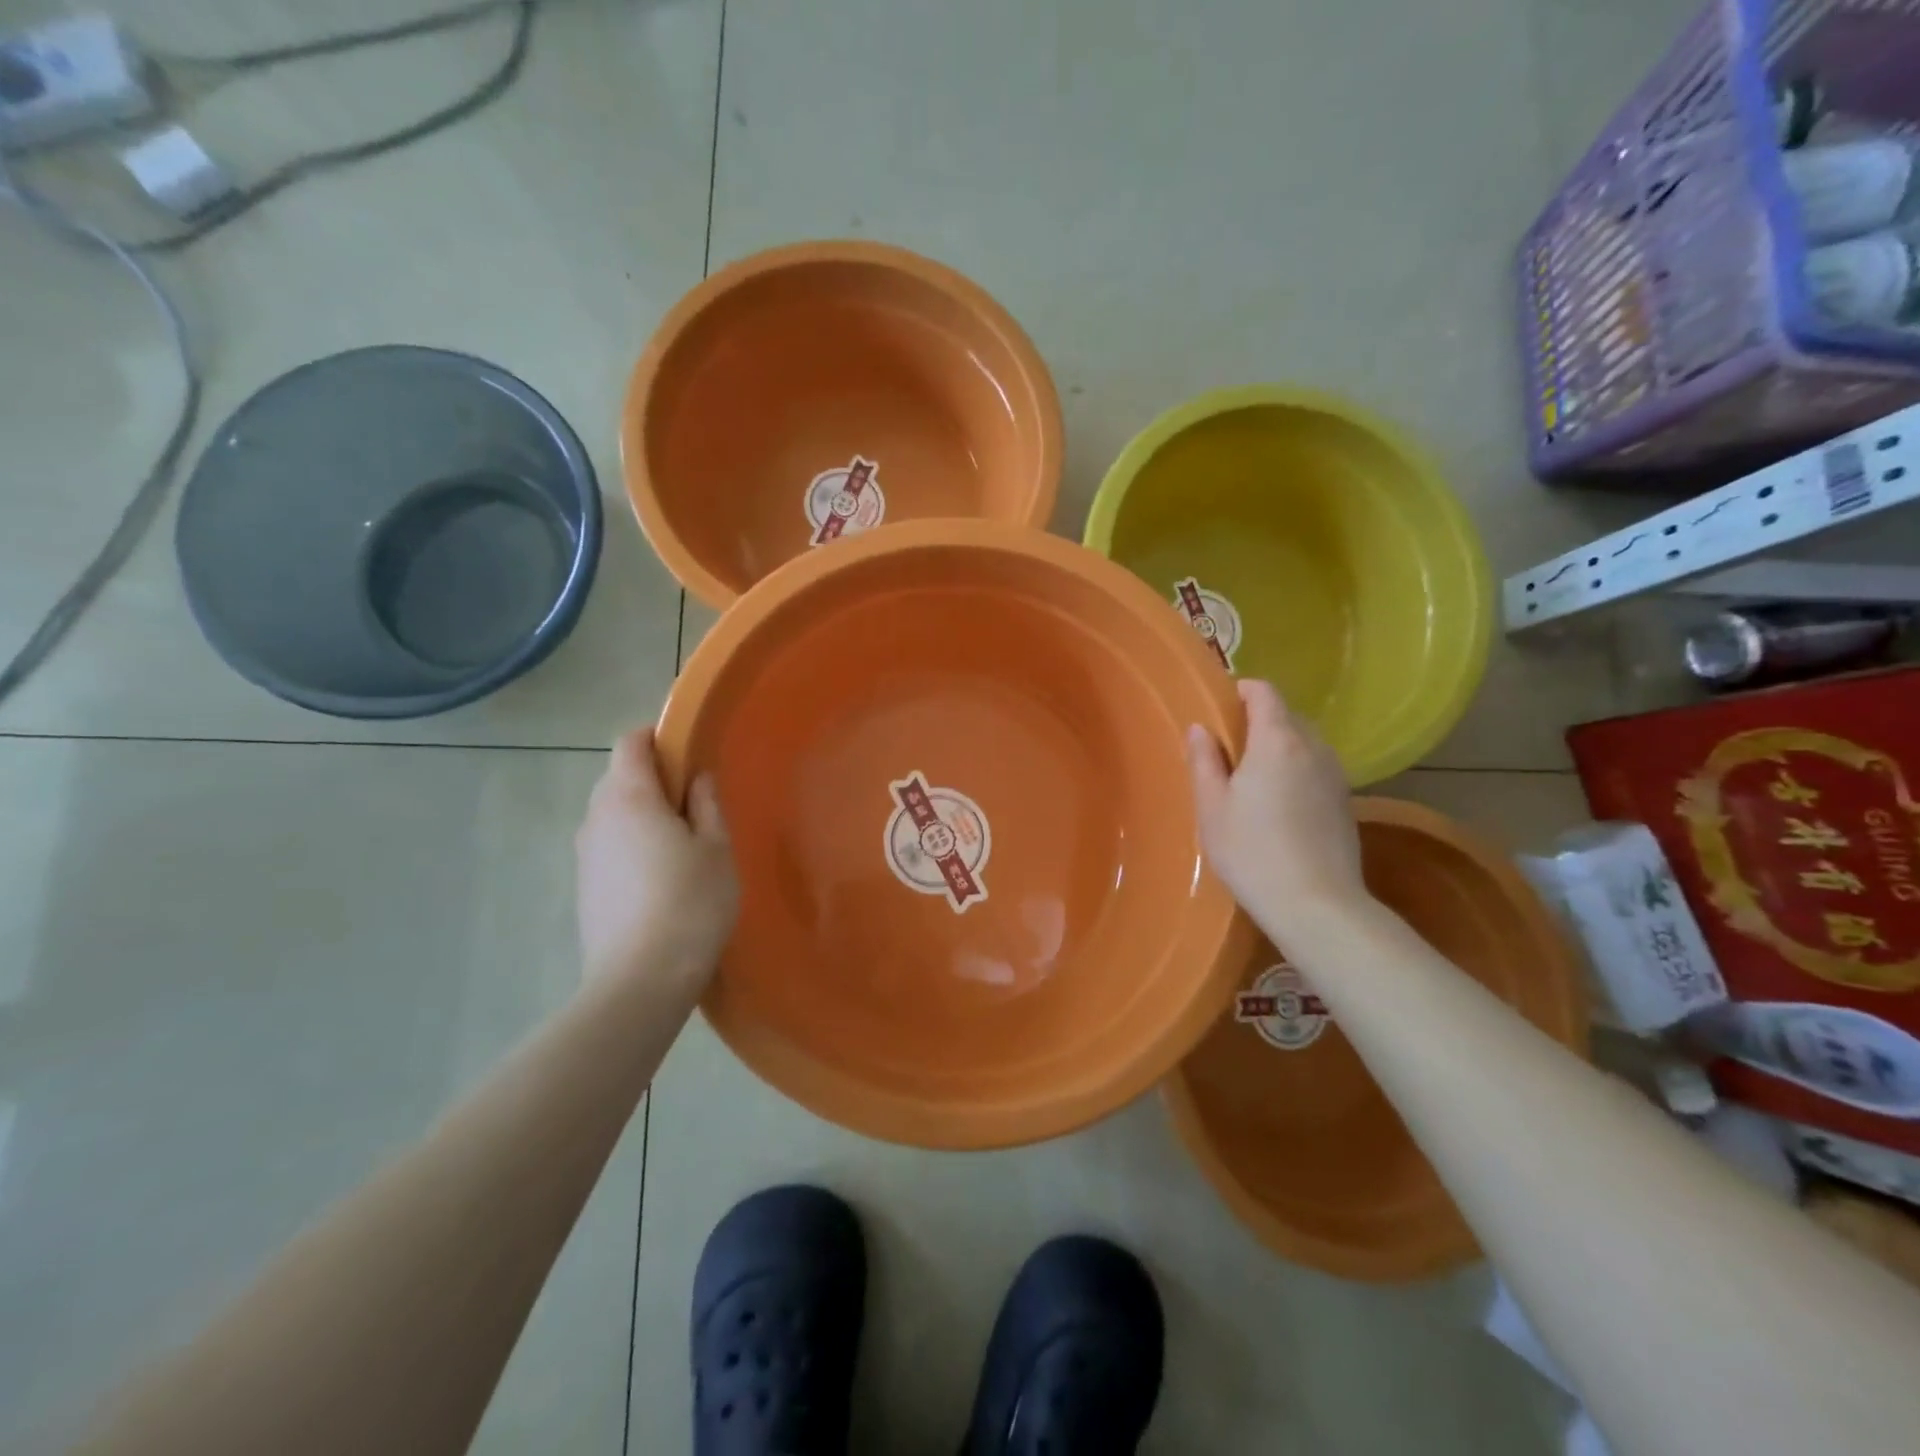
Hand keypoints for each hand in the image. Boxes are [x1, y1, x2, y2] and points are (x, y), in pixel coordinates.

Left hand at [575, 728, 738, 988]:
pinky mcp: (583, 888)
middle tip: (694, 804)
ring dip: (642, 815)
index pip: (630, 744)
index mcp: (629, 798)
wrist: (640, 980)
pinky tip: (660, 879)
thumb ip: (706, 805)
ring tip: (681, 845)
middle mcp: (596, 818)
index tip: (688, 752)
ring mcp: (584, 855)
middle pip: (617, 778)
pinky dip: (631, 845)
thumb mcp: (716, 848)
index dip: (656, 738)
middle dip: (653, 779)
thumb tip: (697, 779)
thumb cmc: (690, 902)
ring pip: (611, 815)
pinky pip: (608, 847)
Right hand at [1187, 679, 1366, 918]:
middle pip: (1286, 715)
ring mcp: (1335, 774)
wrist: (1316, 905)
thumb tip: (1199, 729)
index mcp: (1277, 740)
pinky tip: (1277, 805)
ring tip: (1251, 779)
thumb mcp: (1212, 807)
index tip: (1219, 709)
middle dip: (1257, 721)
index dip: (1241, 691)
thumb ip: (1205, 761)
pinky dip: (1295, 770)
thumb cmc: (1252, 852)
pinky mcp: (1345, 800)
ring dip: (1278, 747)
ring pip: (1304, 742)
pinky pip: (1315, 767)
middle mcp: (1313, 747)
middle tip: (1227, 750)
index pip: (1264, 692)